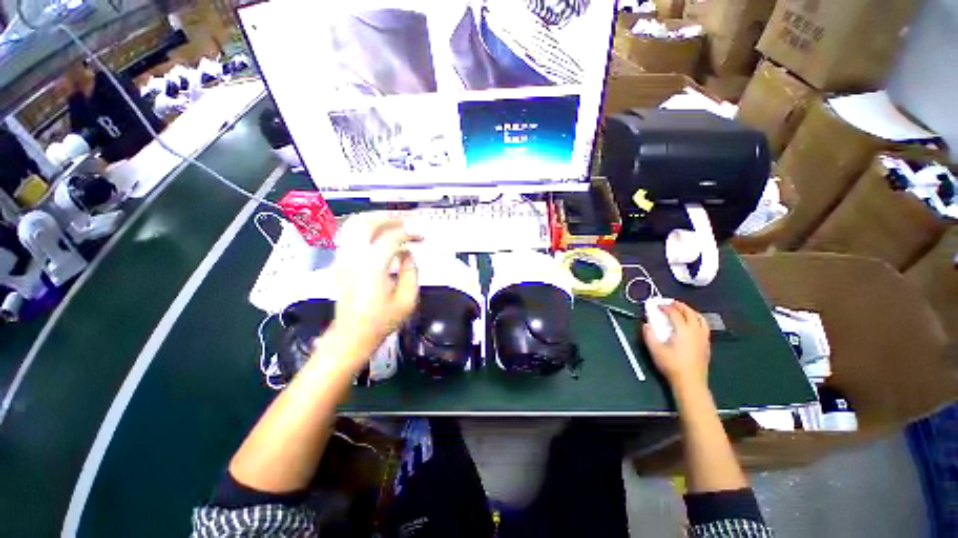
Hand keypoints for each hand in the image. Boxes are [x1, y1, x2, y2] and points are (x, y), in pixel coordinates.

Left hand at [326, 215, 420, 364]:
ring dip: (376, 220)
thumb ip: (411, 271)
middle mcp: (353, 257)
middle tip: (408, 223)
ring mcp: (343, 258)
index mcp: (372, 267)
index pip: (390, 238)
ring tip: (395, 224)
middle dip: (390, 219)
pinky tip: (380, 235)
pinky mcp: (340, 262)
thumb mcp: (407, 299)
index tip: (421, 236)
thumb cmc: (381, 320)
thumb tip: (407, 253)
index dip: (409, 233)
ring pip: (354, 225)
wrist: (352, 335)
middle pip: (367, 223)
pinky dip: (366, 229)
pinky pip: (351, 235)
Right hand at [642, 301, 710, 390]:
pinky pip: (704, 326)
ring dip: (690, 311)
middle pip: (690, 312)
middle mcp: (696, 331)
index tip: (657, 305)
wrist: (690, 382)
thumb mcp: (655, 350)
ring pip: (700, 318)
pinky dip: (696, 319)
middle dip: (679, 305)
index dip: (665, 307)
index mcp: (684, 330)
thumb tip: (646, 324)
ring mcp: (703, 338)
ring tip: (682, 310)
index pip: (675, 313)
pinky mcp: (706, 344)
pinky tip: (691, 324)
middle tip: (669, 302)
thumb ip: (649, 335)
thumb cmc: (672, 365)